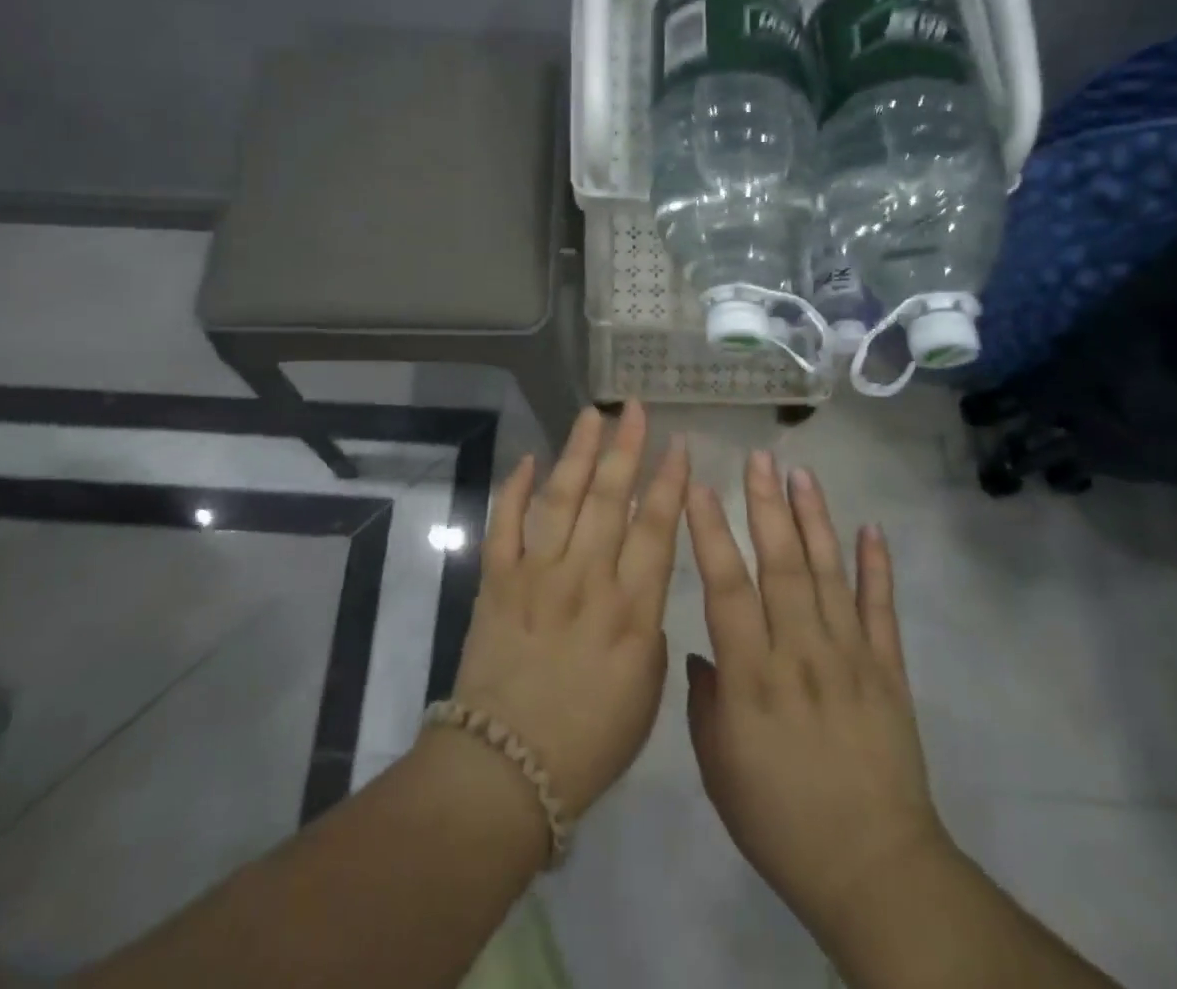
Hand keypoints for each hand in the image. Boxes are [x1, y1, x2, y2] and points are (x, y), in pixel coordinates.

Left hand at [445, 402, 687, 819]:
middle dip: (625, 448)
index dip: (670, 482)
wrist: (506, 768)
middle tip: (633, 409)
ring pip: (561, 499)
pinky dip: (514, 490)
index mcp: (632, 611)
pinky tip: (527, 460)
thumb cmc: (589, 741)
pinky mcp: (497, 582)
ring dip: (577, 453)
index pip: (656, 529)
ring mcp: (537, 576)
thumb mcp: (646, 691)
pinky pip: (505, 525)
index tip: (678, 444)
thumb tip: (639, 581)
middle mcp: (587, 580)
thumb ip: (649, 626)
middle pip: (610, 500)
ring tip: (590, 416)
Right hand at [685, 452, 947, 945]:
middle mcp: (801, 653)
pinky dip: (878, 567)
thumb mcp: (719, 768)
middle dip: (766, 506)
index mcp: (753, 677)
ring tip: (802, 474)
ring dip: (815, 520)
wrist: (873, 869)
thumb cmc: (780, 820)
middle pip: (782, 565)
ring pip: (829, 573)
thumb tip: (703, 649)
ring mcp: (850, 657)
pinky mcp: (888, 670)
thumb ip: (705, 701)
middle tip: (758, 458)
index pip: (727, 589)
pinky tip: (871, 528)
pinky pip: (882, 610)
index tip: (700, 488)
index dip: (712, 534)